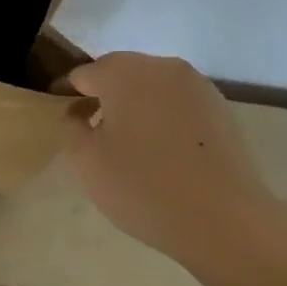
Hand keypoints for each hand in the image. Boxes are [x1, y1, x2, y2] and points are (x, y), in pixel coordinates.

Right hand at [62, 52, 275, 263]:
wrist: (225, 220)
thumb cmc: (143, 187)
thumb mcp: (86, 162)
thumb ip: (71, 127)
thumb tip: (79, 111)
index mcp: (122, 72)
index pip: (83, 74)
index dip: (67, 93)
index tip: (61, 116)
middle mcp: (160, 66)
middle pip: (120, 73)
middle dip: (104, 95)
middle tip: (93, 131)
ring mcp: (196, 84)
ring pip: (153, 87)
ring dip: (136, 105)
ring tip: (130, 144)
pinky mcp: (220, 107)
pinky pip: (179, 103)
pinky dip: (165, 117)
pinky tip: (164, 151)